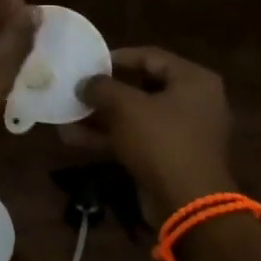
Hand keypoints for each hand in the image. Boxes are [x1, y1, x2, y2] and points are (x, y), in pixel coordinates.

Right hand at [71, 47, 235, 210]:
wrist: (187, 204)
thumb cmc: (161, 142)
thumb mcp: (126, 107)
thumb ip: (102, 88)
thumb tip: (85, 83)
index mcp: (193, 80)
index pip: (151, 56)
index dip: (117, 58)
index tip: (89, 63)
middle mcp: (193, 101)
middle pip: (142, 87)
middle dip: (105, 92)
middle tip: (78, 89)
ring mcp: (182, 132)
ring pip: (136, 116)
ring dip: (101, 117)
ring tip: (67, 115)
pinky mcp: (169, 157)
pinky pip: (136, 138)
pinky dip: (110, 137)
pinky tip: (74, 139)